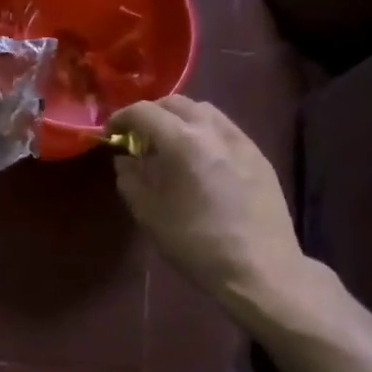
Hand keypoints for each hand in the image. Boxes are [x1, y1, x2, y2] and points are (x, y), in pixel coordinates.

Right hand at [110, 96, 307, 315]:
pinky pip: (225, 129)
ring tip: (169, 145)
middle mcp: (213, 130)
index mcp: (183, 141)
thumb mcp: (150, 215)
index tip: (111, 134)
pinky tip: (200, 160)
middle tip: (138, 138)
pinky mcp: (259, 155)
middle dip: (152, 114)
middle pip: (176, 103)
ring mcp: (240, 140)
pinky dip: (204, 133)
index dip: (121, 118)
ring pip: (204, 111)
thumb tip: (126, 159)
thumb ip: (131, 179)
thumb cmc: (197, 244)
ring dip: (180, 119)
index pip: (144, 112)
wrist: (261, 268)